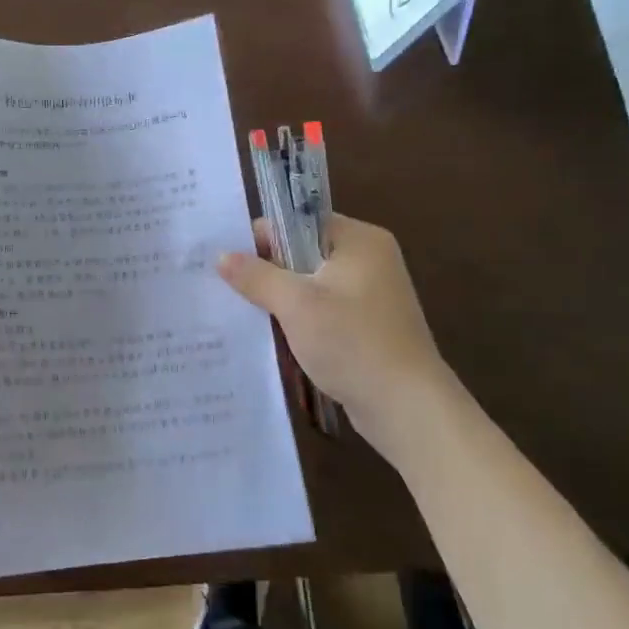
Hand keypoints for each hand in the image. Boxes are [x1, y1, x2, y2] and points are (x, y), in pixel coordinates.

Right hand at [218, 213, 452, 415]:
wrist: (407, 407)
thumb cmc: (353, 343)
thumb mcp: (296, 304)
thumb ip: (257, 276)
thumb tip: (221, 255)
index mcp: (359, 240)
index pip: (299, 221)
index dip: (262, 237)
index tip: (226, 258)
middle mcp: (369, 259)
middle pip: (303, 252)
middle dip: (267, 270)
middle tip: (225, 285)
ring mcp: (370, 295)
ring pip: (310, 284)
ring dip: (280, 298)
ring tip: (240, 309)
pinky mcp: (367, 325)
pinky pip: (322, 310)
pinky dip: (298, 319)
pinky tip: (270, 334)